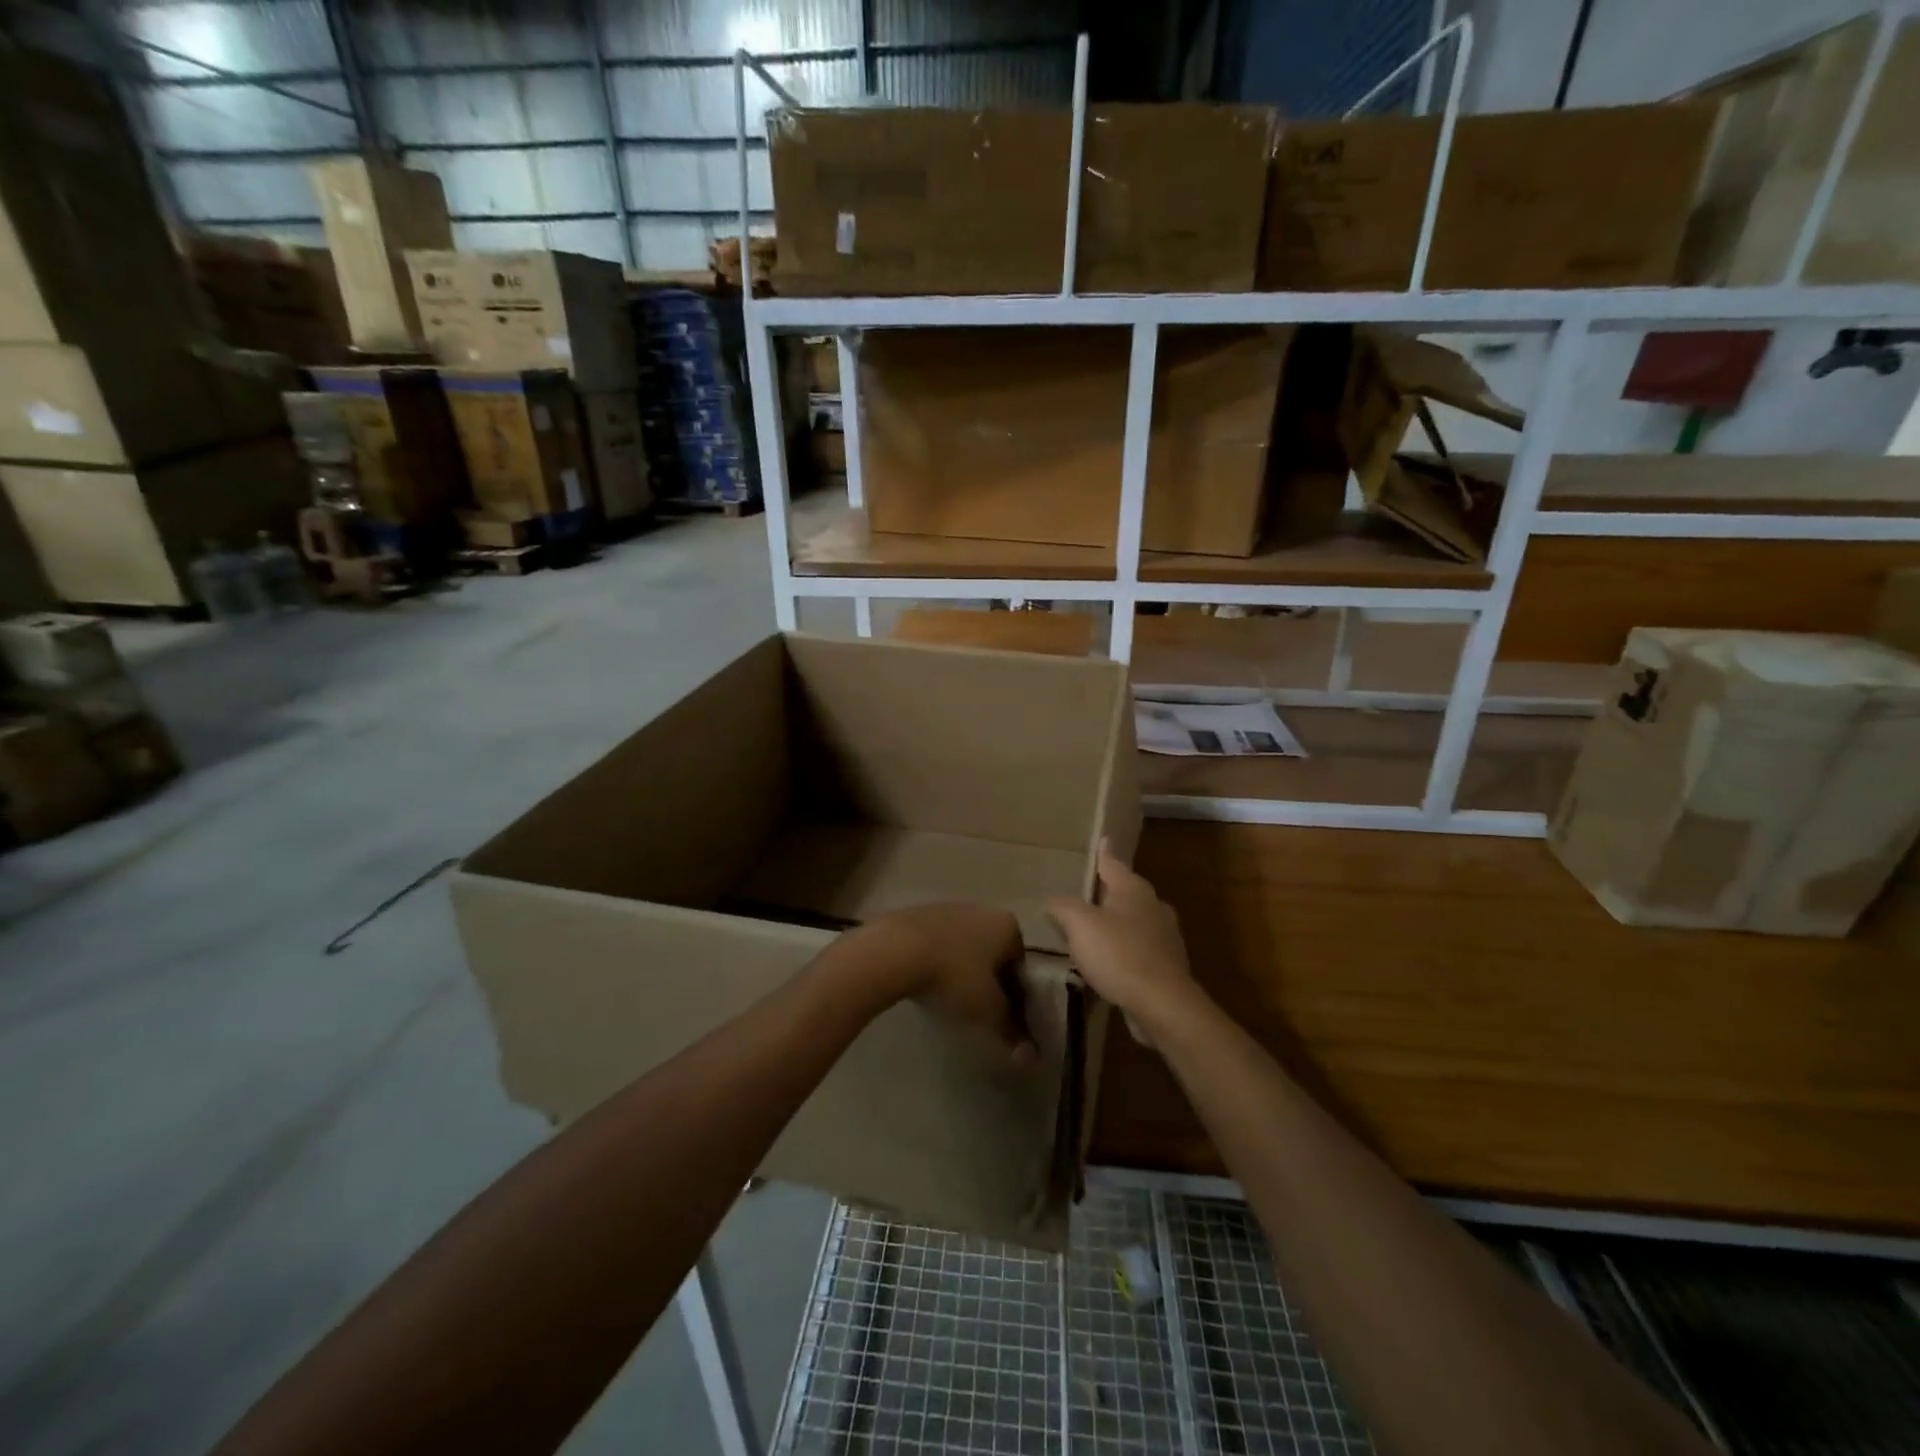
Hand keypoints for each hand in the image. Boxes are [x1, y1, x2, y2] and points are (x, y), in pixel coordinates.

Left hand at [830, 904, 1035, 1064]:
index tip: (1003, 1017)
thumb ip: (1011, 1032)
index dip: (1015, 995)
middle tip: (977, 1011)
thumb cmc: (953, 976)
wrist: (896, 950)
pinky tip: (925, 982)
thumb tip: (1032, 1057)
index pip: (1020, 965)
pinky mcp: (918, 914)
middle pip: (993, 953)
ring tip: (948, 999)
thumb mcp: (987, 1010)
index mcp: (1007, 925)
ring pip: (964, 946)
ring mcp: (948, 908)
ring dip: (961, 970)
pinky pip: (937, 942)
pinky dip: (937, 961)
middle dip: (988, 980)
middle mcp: (982, 909)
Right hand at [1048, 841, 1200, 1042]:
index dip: (1104, 853)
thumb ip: (1063, 907)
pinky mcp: (1167, 967)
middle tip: (1089, 891)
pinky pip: (1139, 950)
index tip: (1105, 839)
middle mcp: (1153, 907)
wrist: (1162, 1005)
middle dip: (1109, 892)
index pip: (1113, 864)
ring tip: (1094, 930)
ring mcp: (1164, 938)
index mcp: (1133, 890)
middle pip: (1127, 892)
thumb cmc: (1119, 955)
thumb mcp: (1080, 925)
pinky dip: (1123, 951)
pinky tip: (1108, 964)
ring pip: (1135, 922)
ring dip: (1116, 924)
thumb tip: (1054, 902)